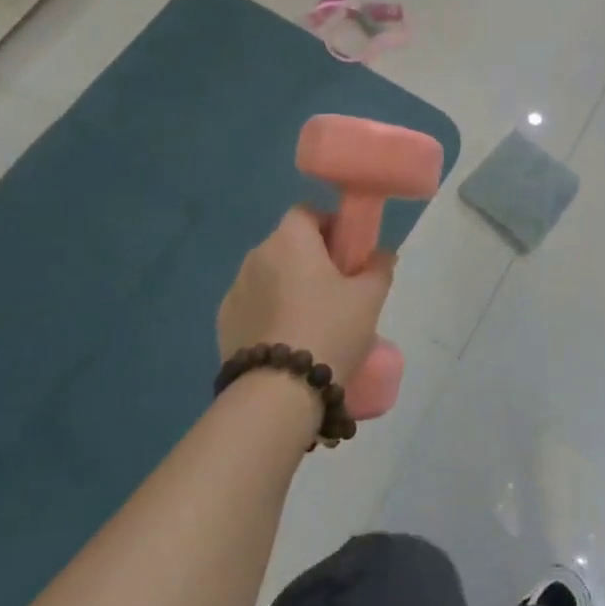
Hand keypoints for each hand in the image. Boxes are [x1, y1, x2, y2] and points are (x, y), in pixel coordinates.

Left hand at [218, 209, 396, 381]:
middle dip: (312, 259)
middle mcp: (257, 255)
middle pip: (289, 244)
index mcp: (290, 239)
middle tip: (339, 289)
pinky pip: (254, 304)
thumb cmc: (329, 329)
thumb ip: (379, 267)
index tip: (349, 254)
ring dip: (289, 286)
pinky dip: (270, 312)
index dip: (330, 226)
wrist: (278, 392)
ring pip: (270, 276)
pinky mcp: (223, 323)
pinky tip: (289, 340)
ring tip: (313, 320)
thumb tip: (380, 254)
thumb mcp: (369, 297)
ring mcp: (235, 290)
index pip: (308, 213)